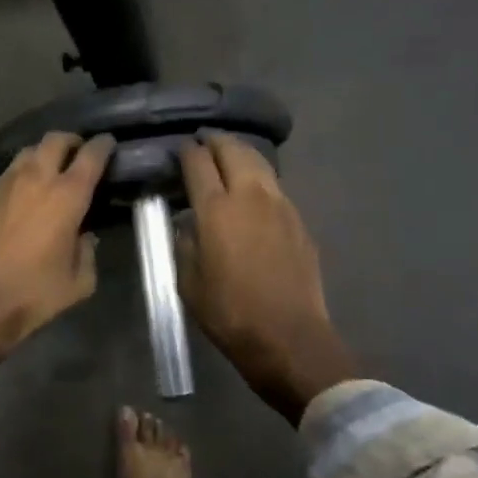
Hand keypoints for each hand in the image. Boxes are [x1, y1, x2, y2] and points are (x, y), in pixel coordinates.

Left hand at [0, 132, 113, 404]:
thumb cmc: (34, 295)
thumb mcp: (78, 282)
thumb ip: (88, 252)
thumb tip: (84, 237)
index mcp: (67, 196)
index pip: (91, 155)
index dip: (103, 145)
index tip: (109, 145)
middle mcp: (36, 179)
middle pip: (56, 140)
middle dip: (71, 141)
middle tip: (79, 154)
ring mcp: (5, 184)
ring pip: (28, 152)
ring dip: (44, 155)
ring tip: (52, 171)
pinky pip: (9, 173)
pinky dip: (23, 174)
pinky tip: (25, 194)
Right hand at [178, 133, 357, 424]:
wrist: (288, 336)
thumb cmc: (230, 313)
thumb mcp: (188, 282)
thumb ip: (184, 244)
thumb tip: (187, 223)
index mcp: (216, 210)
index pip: (198, 164)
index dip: (186, 152)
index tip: (179, 149)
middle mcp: (250, 196)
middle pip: (233, 151)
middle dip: (215, 141)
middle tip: (203, 140)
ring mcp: (280, 205)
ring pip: (259, 163)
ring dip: (240, 152)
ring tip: (228, 153)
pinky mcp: (298, 220)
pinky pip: (275, 185)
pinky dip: (259, 176)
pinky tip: (253, 187)